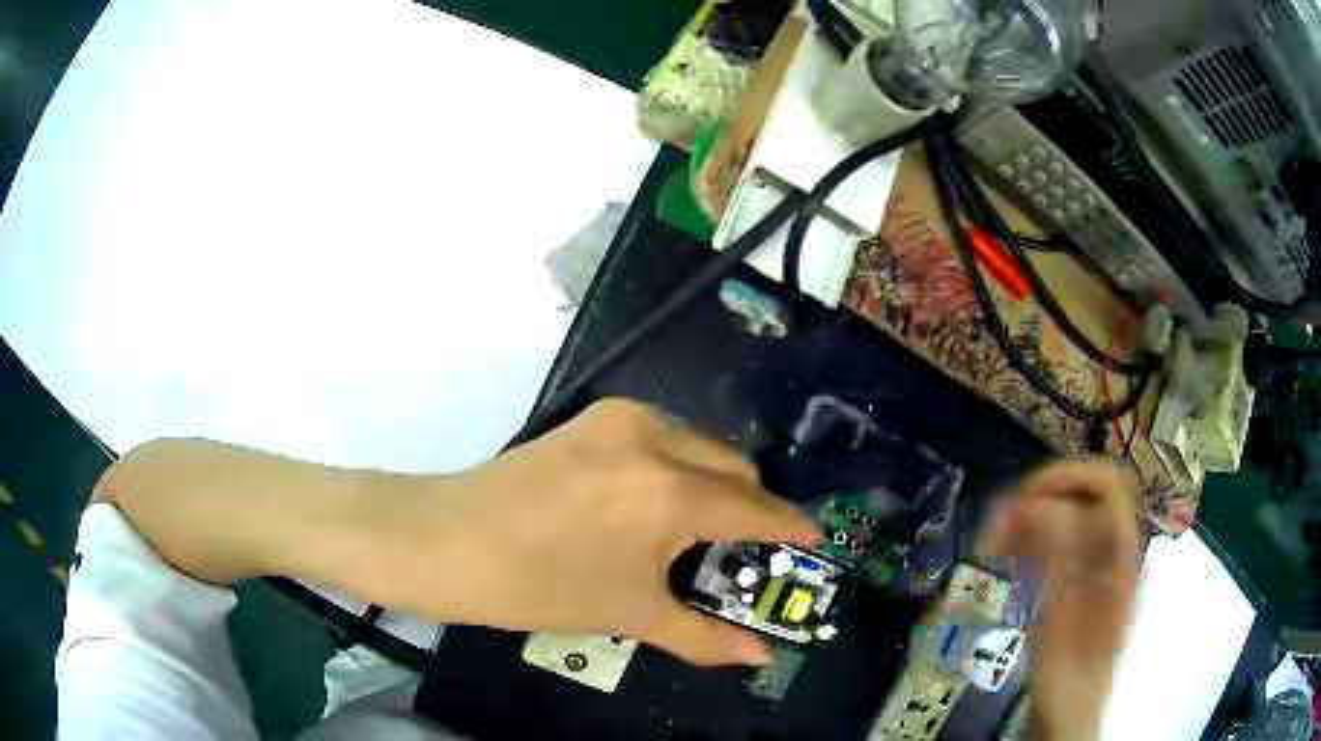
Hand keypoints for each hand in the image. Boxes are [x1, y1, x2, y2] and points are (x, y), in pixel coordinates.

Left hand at [353, 399, 821, 666]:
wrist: (446, 541)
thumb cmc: (539, 586)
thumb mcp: (630, 614)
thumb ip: (705, 637)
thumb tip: (759, 656)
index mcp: (671, 494)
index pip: (757, 508)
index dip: (791, 528)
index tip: (812, 542)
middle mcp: (656, 441)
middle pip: (735, 467)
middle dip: (751, 506)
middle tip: (743, 550)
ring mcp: (621, 419)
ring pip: (700, 444)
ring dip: (714, 481)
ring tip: (695, 528)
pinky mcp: (594, 416)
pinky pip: (663, 434)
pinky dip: (677, 464)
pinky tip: (652, 501)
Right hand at [979, 459, 1139, 740]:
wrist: (1068, 707)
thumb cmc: (1068, 672)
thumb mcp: (1065, 617)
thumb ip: (1060, 559)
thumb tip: (1037, 505)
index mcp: (1120, 553)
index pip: (1105, 483)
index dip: (1066, 478)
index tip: (1022, 501)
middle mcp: (1113, 547)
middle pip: (1085, 490)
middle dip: (1041, 495)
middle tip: (1001, 522)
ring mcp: (1095, 560)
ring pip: (1067, 510)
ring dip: (1029, 515)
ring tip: (994, 540)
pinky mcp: (1076, 573)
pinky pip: (1055, 536)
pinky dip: (1028, 535)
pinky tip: (1006, 551)